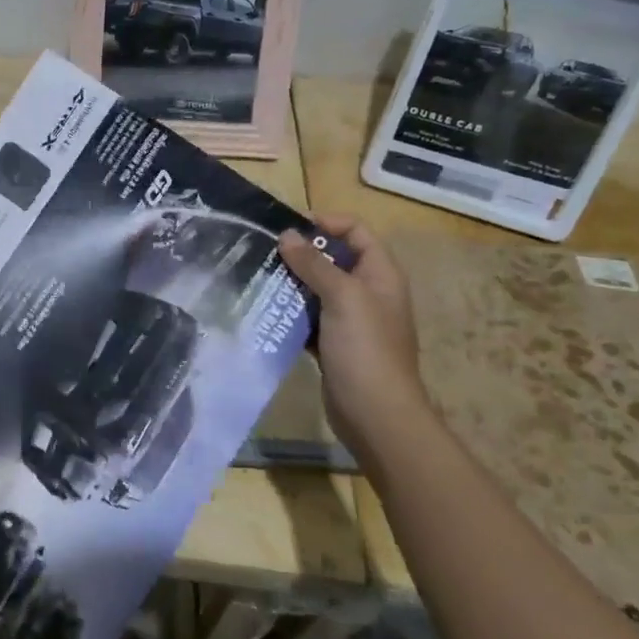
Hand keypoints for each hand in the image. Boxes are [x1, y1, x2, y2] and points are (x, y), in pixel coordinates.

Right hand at [278, 214, 428, 442]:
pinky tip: (265, 310)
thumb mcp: (342, 297)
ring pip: (317, 289)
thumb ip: (314, 264)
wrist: (376, 415)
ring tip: (258, 278)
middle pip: (333, 259)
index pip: (356, 231)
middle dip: (300, 254)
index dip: (326, 223)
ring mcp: (350, 320)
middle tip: (265, 254)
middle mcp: (367, 292)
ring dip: (290, 283)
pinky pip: (308, 317)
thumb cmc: (365, 349)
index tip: (289, 229)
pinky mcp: (333, 344)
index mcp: (380, 274)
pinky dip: (289, 312)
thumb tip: (287, 235)